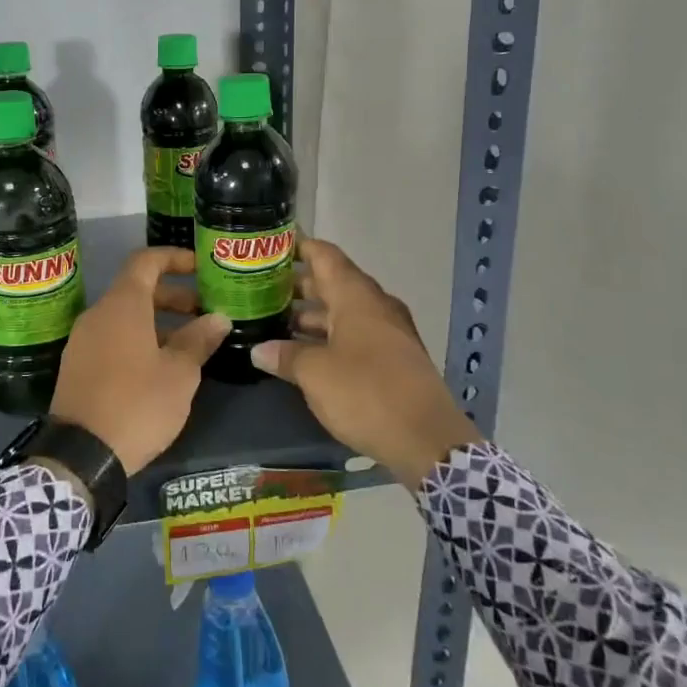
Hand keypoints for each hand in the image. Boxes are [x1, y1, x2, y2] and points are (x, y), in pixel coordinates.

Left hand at [49, 247, 231, 475]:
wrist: (81, 454)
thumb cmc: (137, 404)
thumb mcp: (179, 373)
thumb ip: (199, 340)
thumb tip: (218, 318)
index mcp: (122, 305)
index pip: (146, 260)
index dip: (174, 258)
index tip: (201, 268)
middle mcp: (97, 314)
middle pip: (136, 289)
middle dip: (173, 296)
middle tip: (205, 313)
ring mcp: (82, 340)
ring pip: (124, 317)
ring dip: (157, 322)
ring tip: (189, 344)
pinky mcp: (77, 366)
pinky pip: (111, 338)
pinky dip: (137, 339)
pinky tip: (159, 367)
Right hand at [251, 237, 482, 488]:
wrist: (427, 439)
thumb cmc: (366, 393)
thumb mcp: (315, 374)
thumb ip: (285, 356)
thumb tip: (259, 350)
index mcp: (356, 297)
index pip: (325, 256)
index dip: (298, 247)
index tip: (271, 246)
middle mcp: (375, 306)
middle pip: (333, 283)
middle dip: (298, 286)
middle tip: (261, 290)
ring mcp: (388, 333)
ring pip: (344, 312)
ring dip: (312, 316)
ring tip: (275, 322)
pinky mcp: (394, 358)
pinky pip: (355, 334)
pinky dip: (329, 336)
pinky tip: (305, 352)